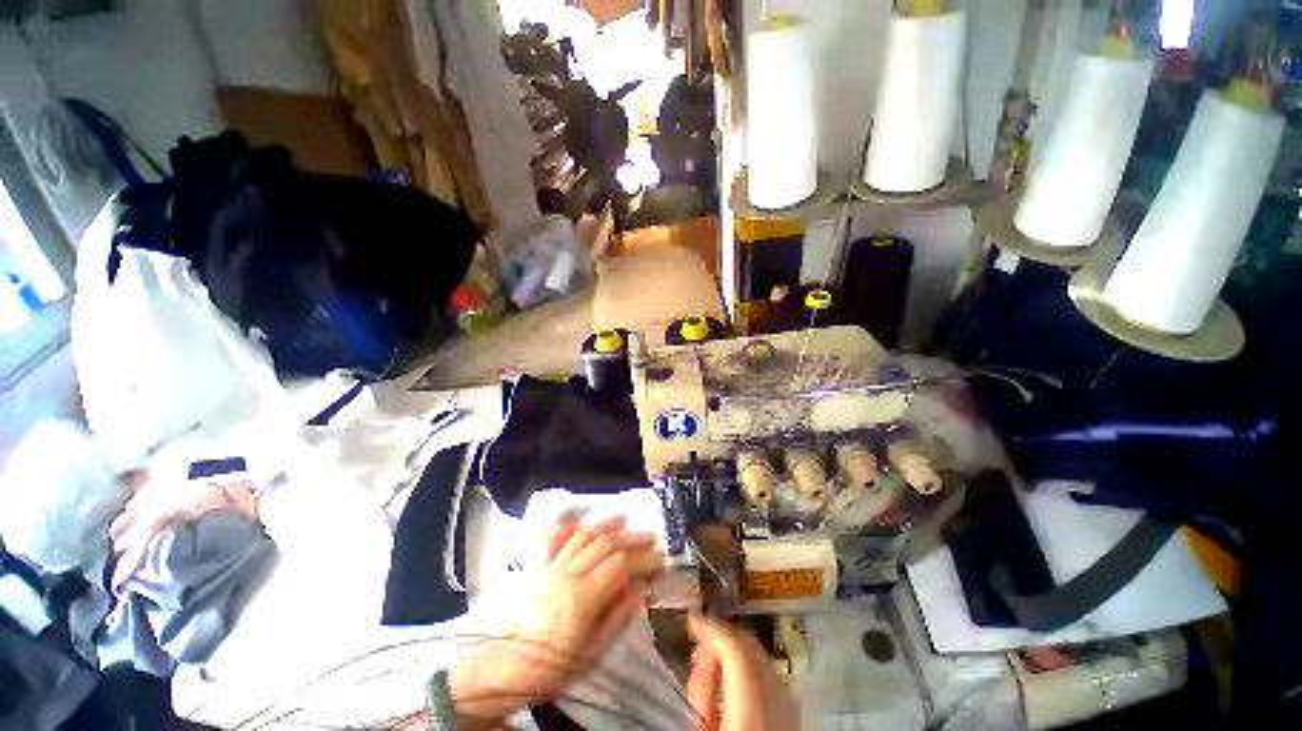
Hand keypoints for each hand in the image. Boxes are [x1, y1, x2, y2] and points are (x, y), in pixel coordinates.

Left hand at [450, 516, 660, 726]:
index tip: (659, 558)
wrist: (501, 670)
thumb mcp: (590, 655)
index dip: (642, 558)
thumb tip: (641, 589)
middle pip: (605, 544)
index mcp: (582, 598)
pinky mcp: (538, 568)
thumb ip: (617, 618)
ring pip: (584, 537)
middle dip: (631, 537)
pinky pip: (558, 542)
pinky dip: (574, 529)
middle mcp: (568, 574)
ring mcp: (551, 568)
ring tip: (625, 519)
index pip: (620, 564)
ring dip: (607, 525)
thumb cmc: (550, 669)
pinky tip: (584, 523)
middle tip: (651, 536)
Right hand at [686, 615, 800, 730]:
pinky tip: (739, 683)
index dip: (712, 628)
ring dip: (739, 651)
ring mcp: (792, 710)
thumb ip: (702, 692)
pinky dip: (754, 668)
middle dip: (725, 636)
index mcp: (751, 709)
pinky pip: (774, 678)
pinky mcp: (796, 719)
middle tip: (701, 642)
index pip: (735, 649)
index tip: (691, 622)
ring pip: (765, 659)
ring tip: (716, 664)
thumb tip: (703, 656)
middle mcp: (778, 702)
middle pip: (753, 647)